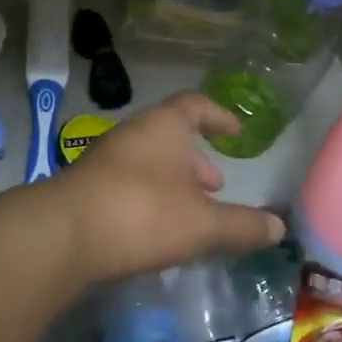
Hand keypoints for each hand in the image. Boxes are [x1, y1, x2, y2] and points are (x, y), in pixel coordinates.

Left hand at [46, 93, 286, 284]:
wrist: (61, 236)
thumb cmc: (142, 213)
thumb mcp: (203, 224)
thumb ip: (243, 225)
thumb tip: (280, 226)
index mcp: (164, 126)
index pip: (196, 105)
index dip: (218, 116)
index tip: (235, 131)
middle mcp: (133, 134)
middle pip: (171, 136)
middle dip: (196, 160)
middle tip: (216, 186)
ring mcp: (105, 160)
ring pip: (149, 162)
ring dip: (172, 182)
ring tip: (190, 212)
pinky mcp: (85, 188)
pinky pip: (128, 184)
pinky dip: (149, 198)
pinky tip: (155, 230)